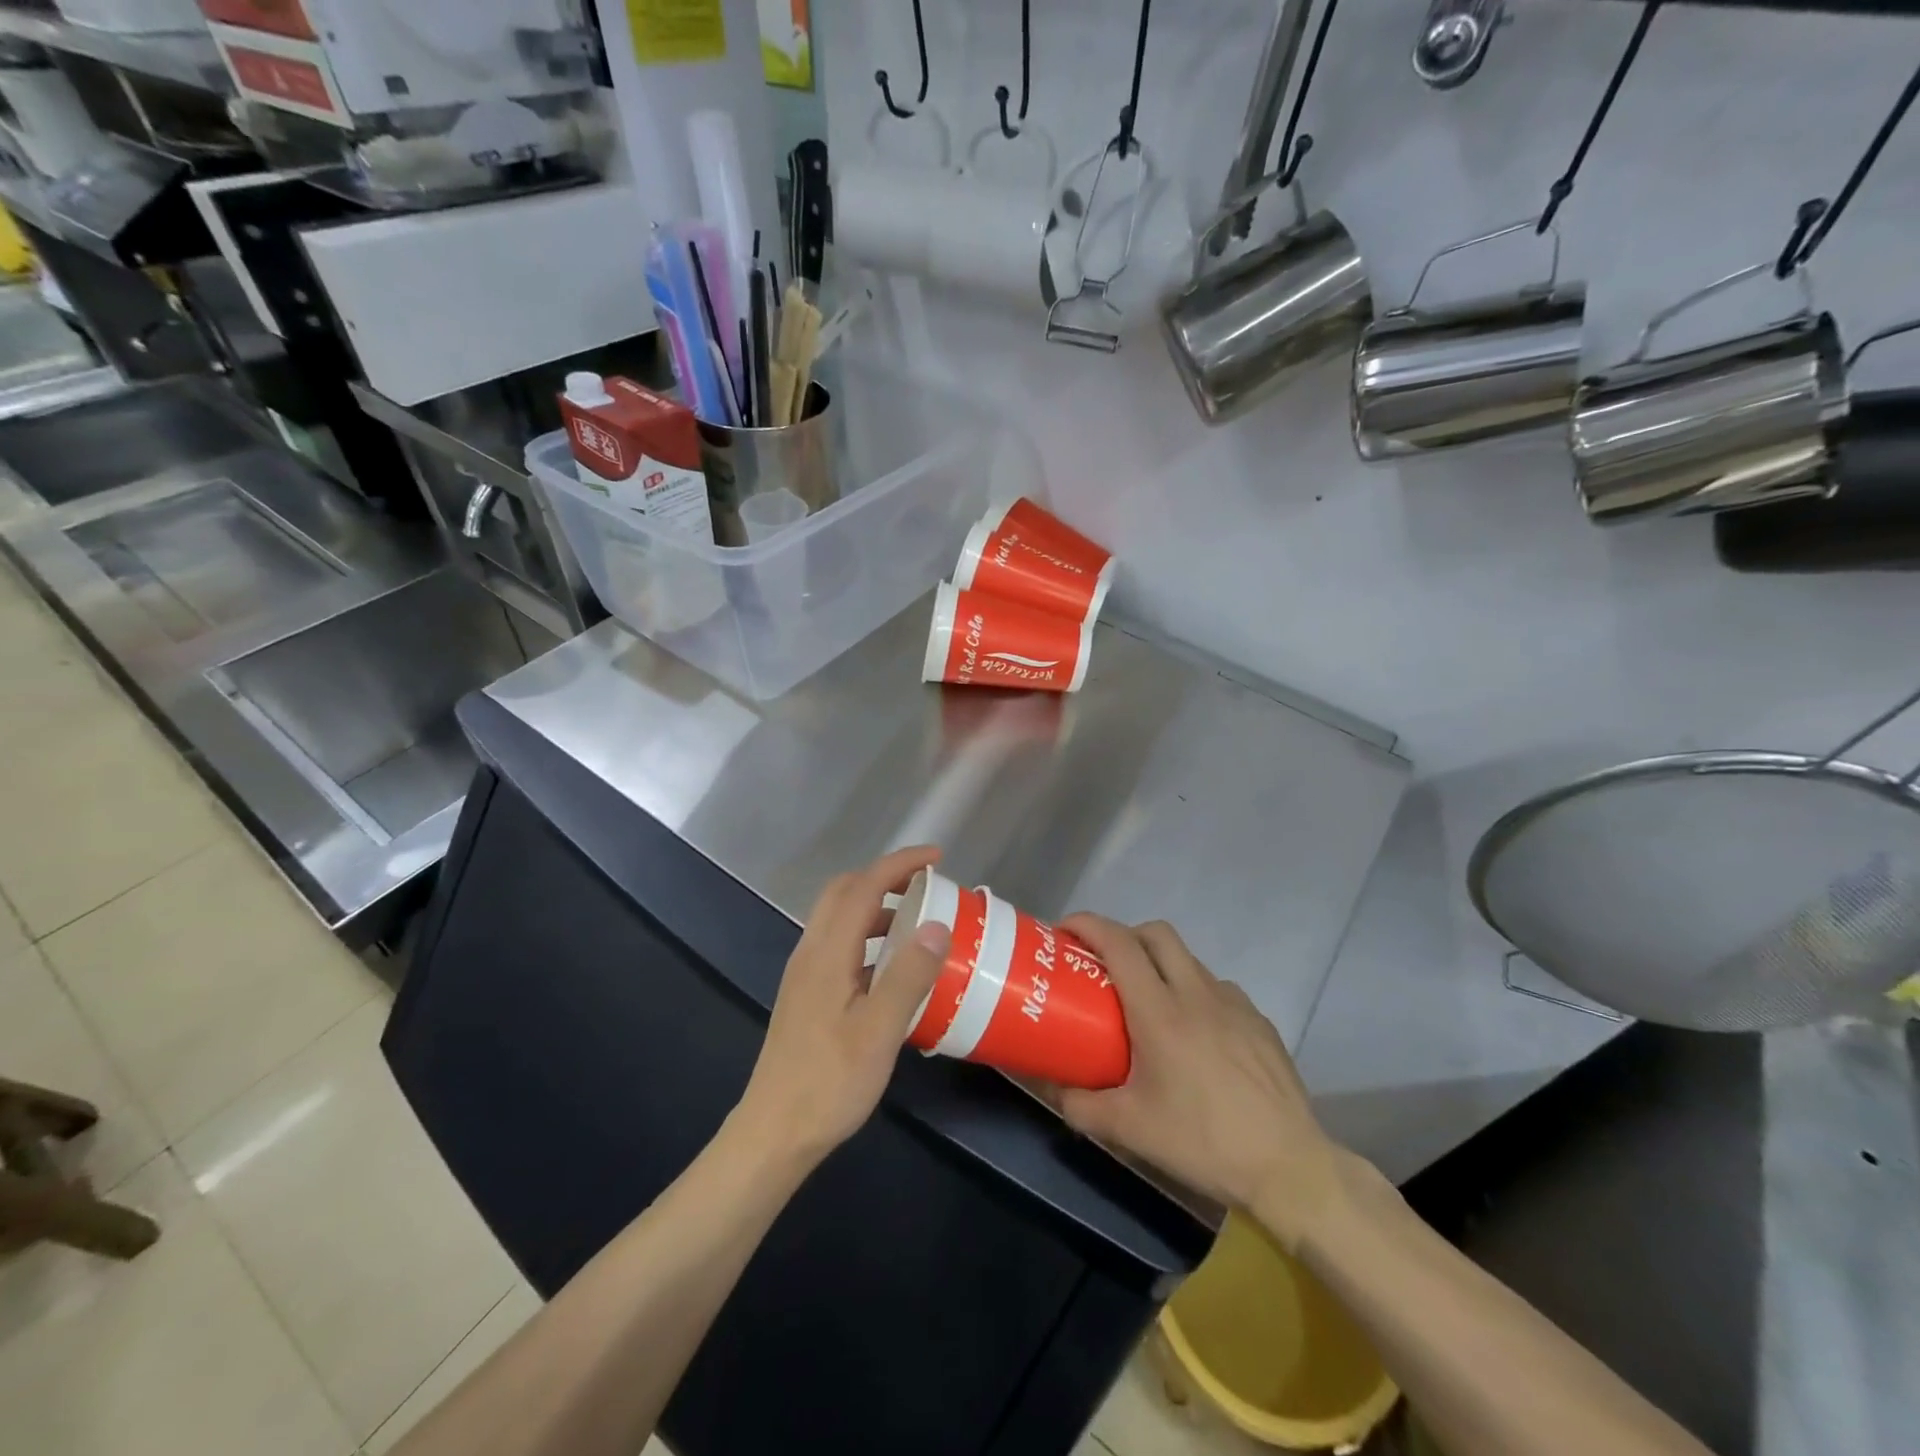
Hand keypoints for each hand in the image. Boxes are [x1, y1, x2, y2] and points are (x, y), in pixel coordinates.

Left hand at [736, 846, 951, 1165]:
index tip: (938, 858)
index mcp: (827, 954)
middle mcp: (811, 953)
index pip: (864, 887)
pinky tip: (891, 968)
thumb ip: (908, 976)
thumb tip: (937, 924)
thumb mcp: (879, 1032)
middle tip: (926, 886)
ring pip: (839, 918)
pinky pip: (839, 944)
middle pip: (844, 892)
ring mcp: (805, 974)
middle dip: (886, 877)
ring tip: (916, 924)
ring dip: (876, 906)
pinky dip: (868, 936)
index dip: (900, 865)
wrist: (774, 1132)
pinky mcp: (807, 994)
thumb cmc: (829, 1083)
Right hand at [1052, 917, 1349, 1252]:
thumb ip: (1080, 1106)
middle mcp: (1197, 994)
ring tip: (1150, 1006)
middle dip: (1125, 935)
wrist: (1289, 1168)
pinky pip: (1218, 990)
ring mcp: (1235, 1004)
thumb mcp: (1130, 1129)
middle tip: (1104, 964)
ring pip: (1189, 960)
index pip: (1119, 943)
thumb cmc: (1203, 1142)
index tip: (1065, 929)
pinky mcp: (1260, 1022)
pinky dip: (1195, 995)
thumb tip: (1050, 1088)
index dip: (1088, 925)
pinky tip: (1195, 1036)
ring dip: (1161, 966)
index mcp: (1160, 1012)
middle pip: (1157, 934)